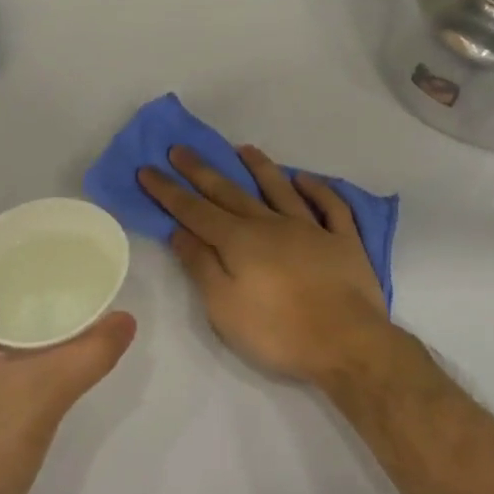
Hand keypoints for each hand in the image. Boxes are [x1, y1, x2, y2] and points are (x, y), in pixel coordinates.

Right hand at [139, 145, 392, 386]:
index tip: (147, 169)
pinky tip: (305, 179)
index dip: (168, 191)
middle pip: (230, 192)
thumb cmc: (277, 332)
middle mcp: (271, 224)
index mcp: (239, 241)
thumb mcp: (224, 306)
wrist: (346, 344)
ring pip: (280, 189)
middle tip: (179, 148)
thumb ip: (201, 265)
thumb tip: (179, 231)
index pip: (194, 210)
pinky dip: (317, 189)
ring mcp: (311, 228)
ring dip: (259, 167)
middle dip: (201, 170)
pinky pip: (330, 206)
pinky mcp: (343, 241)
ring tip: (243, 149)